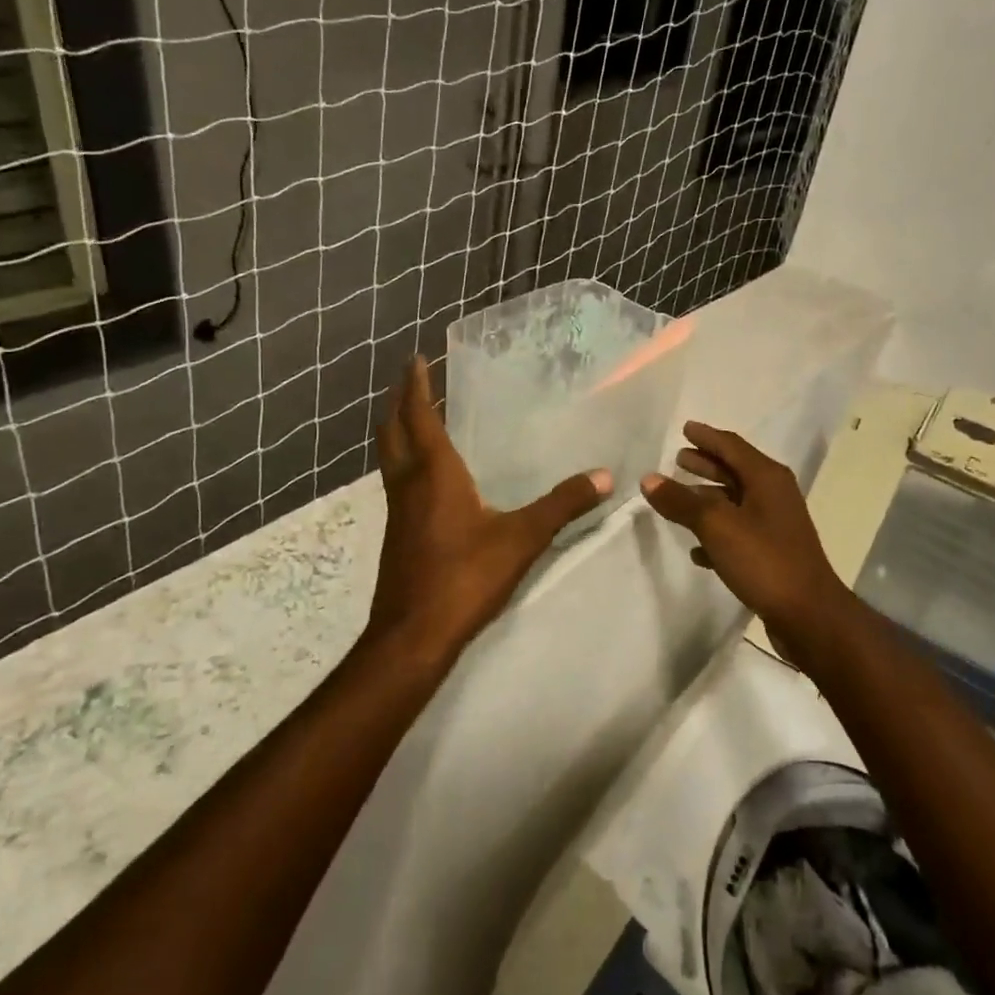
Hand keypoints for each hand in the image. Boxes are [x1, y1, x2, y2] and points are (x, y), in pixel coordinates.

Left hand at [368, 356, 611, 666]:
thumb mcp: (522, 538)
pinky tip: (426, 478)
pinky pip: (396, 482)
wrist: (412, 635)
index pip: (418, 416)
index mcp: (434, 473)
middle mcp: (408, 484)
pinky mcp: (397, 535)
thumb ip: (562, 505)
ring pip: (390, 457)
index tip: (415, 358)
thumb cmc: (464, 577)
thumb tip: (604, 476)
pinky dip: (405, 462)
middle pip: (392, 431)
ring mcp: (397, 511)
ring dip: (397, 431)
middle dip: (398, 402)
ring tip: (414, 418)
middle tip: (410, 381)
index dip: (416, 385)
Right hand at [641, 422, 847, 640]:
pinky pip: (737, 533)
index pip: (731, 446)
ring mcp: (774, 525)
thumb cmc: (764, 559)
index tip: (685, 429)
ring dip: (707, 498)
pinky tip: (695, 548)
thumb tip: (648, 479)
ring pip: (734, 502)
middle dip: (706, 464)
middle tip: (678, 458)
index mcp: (767, 478)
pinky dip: (716, 533)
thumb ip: (681, 501)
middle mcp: (774, 495)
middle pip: (734, 471)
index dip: (706, 436)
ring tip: (678, 498)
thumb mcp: (716, 526)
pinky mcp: (771, 553)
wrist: (808, 615)